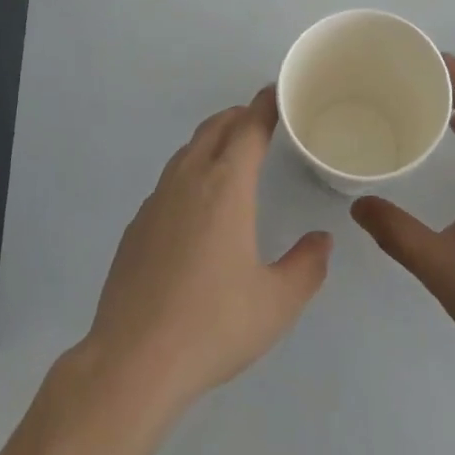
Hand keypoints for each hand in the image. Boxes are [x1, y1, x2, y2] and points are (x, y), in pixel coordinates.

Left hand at [81, 88, 332, 420]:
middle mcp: (189, 182)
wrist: (133, 361)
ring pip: (187, 152)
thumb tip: (322, 241)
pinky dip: (189, 170)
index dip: (264, 106)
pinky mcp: (136, 227)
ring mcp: (156, 202)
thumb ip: (307, 266)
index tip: (276, 93)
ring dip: (211, 140)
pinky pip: (168, 180)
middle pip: (214, 129)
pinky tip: (195, 203)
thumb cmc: (213, 325)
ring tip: (229, 151)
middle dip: (238, 116)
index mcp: (226, 187)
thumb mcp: (276, 303)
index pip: (248, 129)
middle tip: (259, 118)